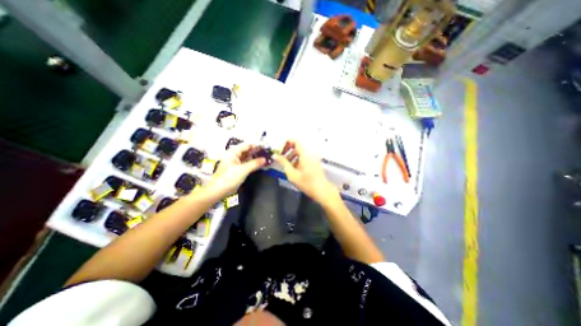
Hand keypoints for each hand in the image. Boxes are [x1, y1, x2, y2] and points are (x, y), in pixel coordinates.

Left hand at [203, 143, 264, 198]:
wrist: (218, 191)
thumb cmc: (229, 178)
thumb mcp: (243, 170)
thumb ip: (255, 163)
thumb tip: (265, 159)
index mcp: (233, 153)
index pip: (247, 146)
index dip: (256, 146)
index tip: (266, 148)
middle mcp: (234, 156)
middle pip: (247, 151)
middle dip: (256, 152)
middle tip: (267, 153)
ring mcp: (235, 163)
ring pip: (247, 158)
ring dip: (255, 158)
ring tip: (265, 158)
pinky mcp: (237, 169)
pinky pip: (246, 164)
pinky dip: (252, 164)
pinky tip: (259, 164)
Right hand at [274, 140, 338, 202]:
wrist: (322, 191)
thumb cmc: (307, 184)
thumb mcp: (292, 174)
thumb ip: (283, 163)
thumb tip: (275, 155)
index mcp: (305, 154)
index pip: (295, 140)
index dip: (286, 142)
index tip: (279, 148)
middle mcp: (310, 153)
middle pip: (297, 145)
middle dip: (287, 150)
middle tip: (280, 156)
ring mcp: (313, 157)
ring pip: (300, 151)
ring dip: (291, 155)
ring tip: (285, 163)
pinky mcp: (313, 161)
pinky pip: (303, 156)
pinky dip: (297, 159)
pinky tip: (292, 167)